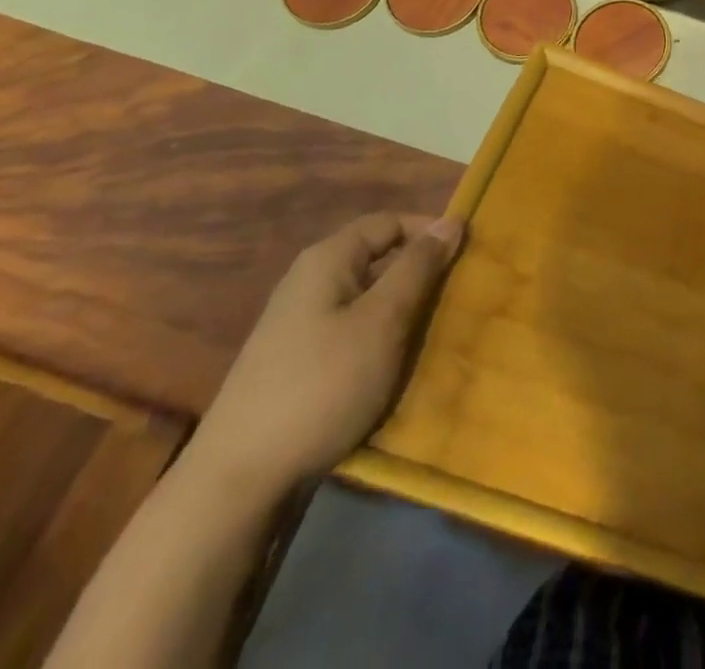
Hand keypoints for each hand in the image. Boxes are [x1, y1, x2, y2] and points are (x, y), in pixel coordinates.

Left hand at [184, 212, 463, 496]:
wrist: (237, 482)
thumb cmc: (322, 385)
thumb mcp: (383, 321)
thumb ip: (418, 267)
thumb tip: (452, 222)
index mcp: (327, 260)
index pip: (390, 222)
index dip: (430, 232)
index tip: (467, 257)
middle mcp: (309, 282)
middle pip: (377, 258)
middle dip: (419, 274)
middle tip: (457, 297)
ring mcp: (299, 324)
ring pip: (366, 298)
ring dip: (401, 309)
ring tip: (434, 332)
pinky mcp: (296, 363)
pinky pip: (350, 331)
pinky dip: (379, 339)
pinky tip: (395, 365)